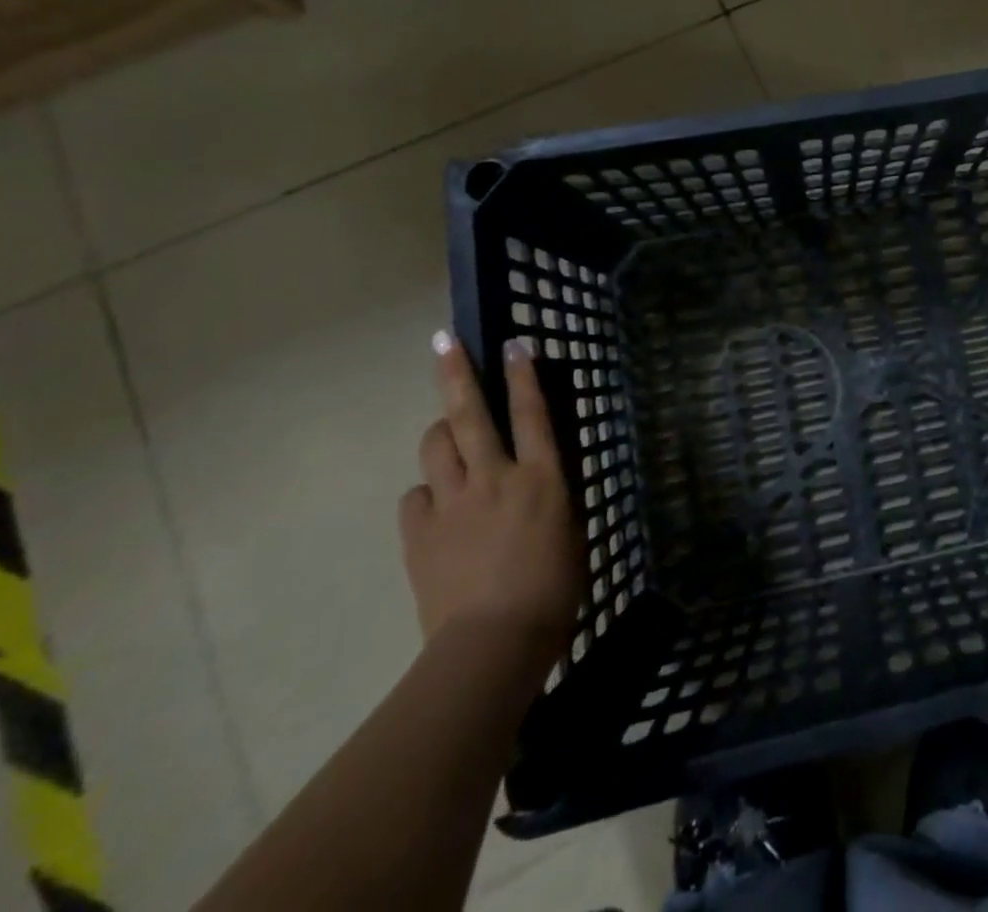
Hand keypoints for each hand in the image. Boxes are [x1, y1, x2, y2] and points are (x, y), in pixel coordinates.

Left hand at [399, 335, 582, 672]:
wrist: (493, 645)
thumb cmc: (554, 588)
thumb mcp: (570, 529)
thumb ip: (552, 493)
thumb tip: (541, 472)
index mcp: (541, 478)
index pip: (533, 413)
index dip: (524, 375)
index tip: (515, 343)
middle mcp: (494, 478)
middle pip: (471, 414)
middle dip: (457, 373)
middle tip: (444, 342)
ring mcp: (452, 504)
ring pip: (436, 447)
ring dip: (442, 432)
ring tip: (451, 433)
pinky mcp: (419, 535)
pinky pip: (416, 497)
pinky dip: (428, 492)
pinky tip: (438, 505)